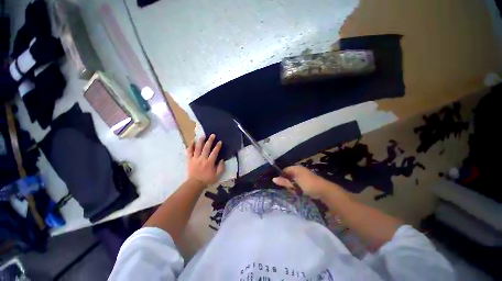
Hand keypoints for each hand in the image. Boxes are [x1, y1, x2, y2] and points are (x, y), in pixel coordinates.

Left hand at [187, 134, 224, 187]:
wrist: (195, 184)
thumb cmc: (207, 179)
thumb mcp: (217, 175)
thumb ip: (221, 167)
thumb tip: (222, 159)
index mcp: (210, 162)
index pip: (215, 152)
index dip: (218, 146)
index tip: (220, 142)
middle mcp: (202, 159)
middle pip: (206, 148)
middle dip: (210, 141)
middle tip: (212, 135)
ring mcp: (195, 159)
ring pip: (197, 148)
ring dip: (200, 141)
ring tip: (203, 136)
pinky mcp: (190, 160)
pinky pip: (189, 152)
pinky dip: (191, 146)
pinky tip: (192, 141)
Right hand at [272, 166, 334, 198]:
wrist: (323, 190)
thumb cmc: (307, 185)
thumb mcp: (294, 184)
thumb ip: (284, 181)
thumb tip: (273, 179)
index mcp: (296, 168)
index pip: (284, 170)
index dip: (281, 176)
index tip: (281, 184)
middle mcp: (299, 170)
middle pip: (288, 176)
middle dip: (288, 183)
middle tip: (291, 189)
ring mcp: (303, 175)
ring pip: (293, 181)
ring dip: (293, 187)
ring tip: (296, 191)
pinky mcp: (307, 181)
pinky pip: (298, 183)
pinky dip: (298, 188)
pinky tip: (300, 192)